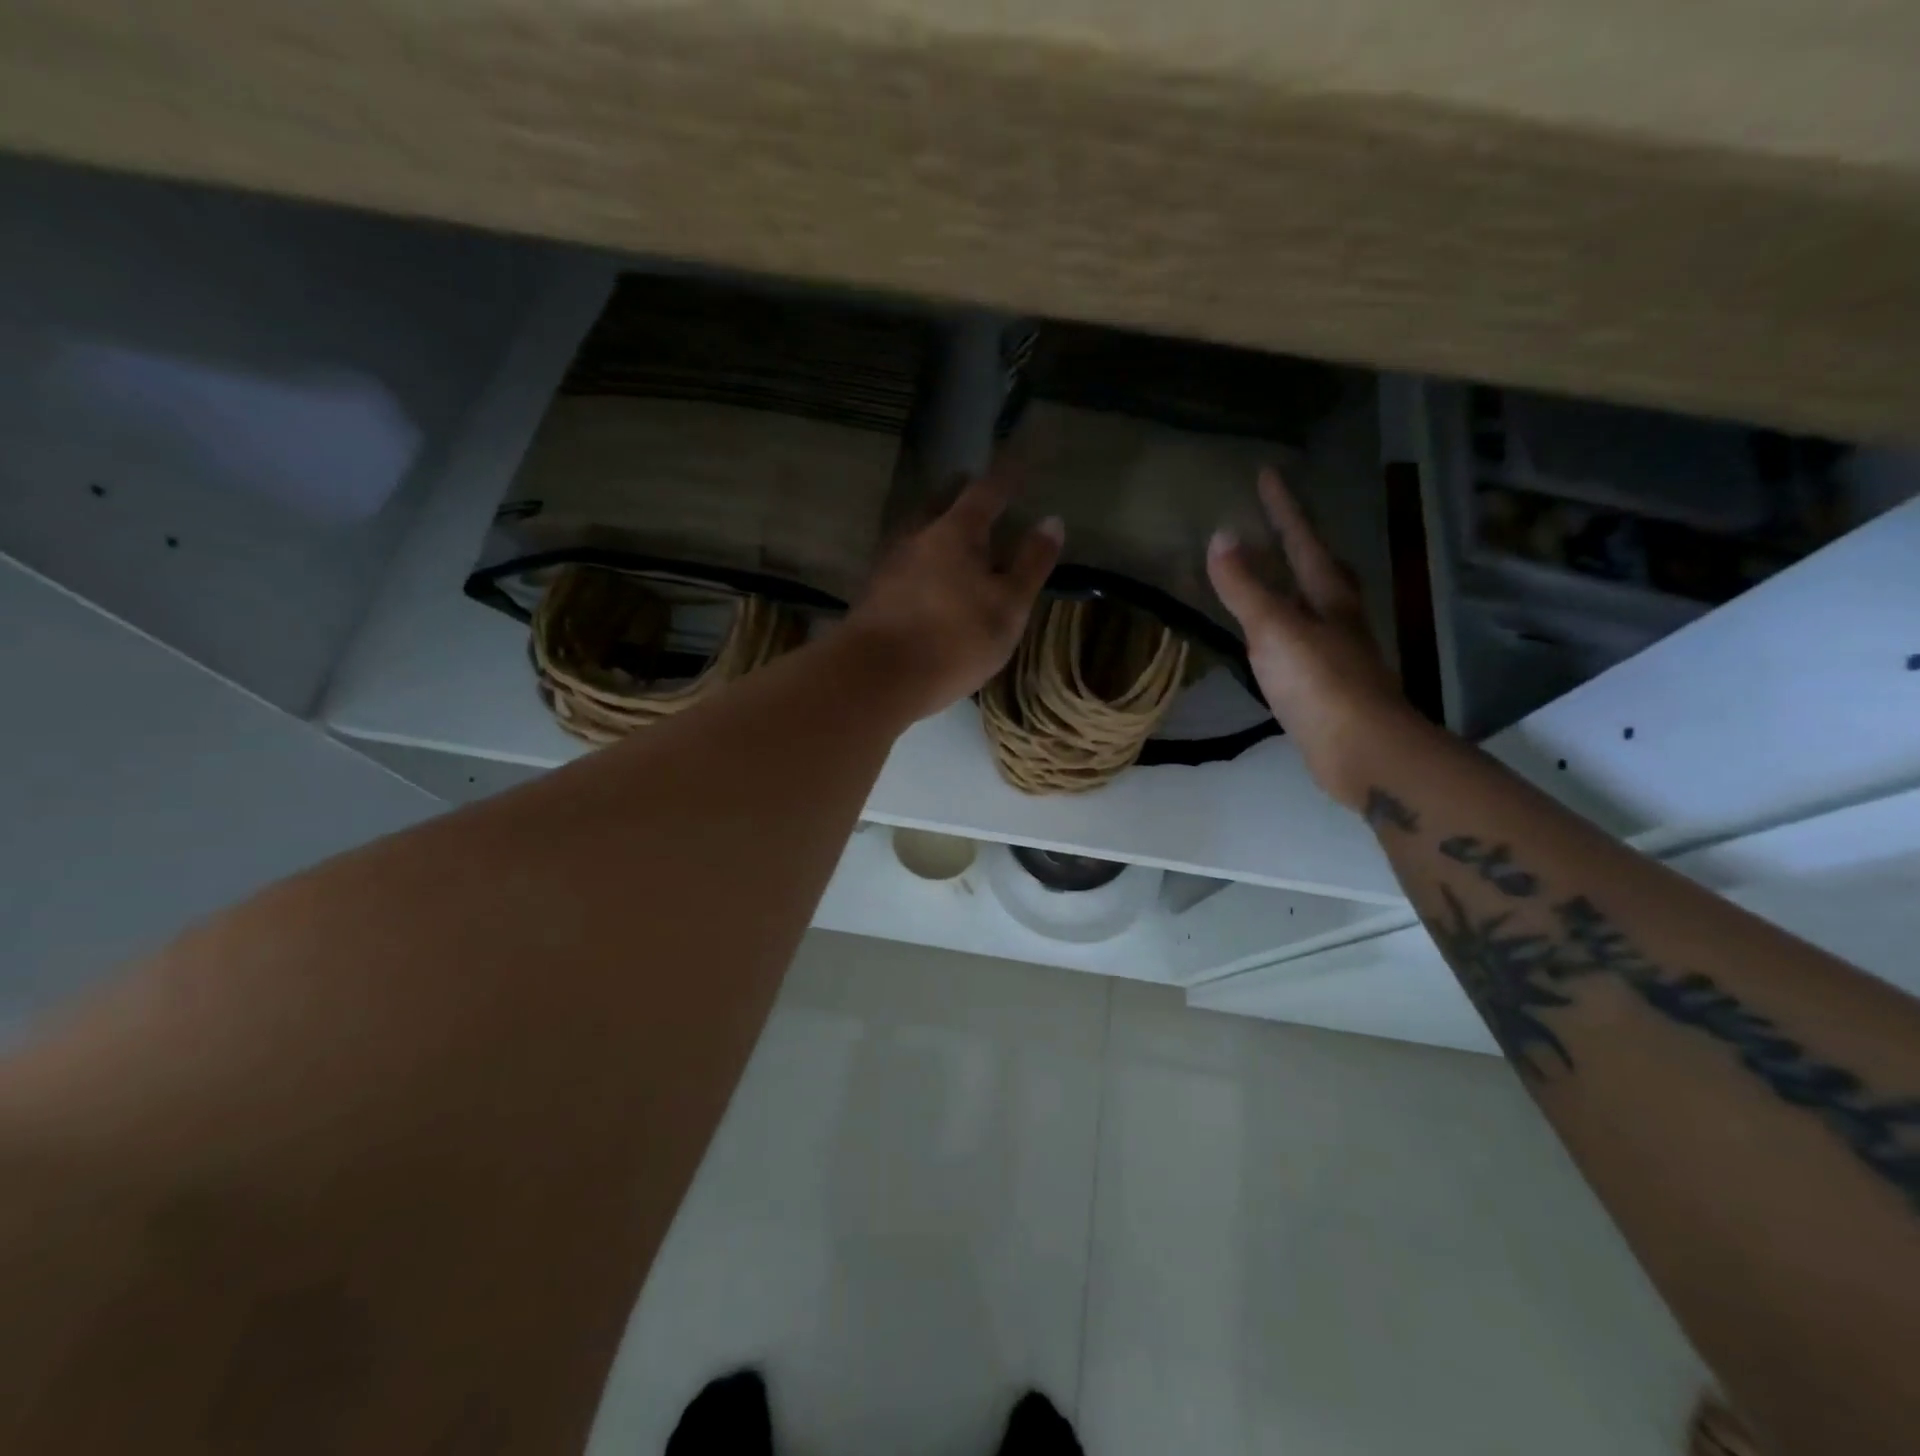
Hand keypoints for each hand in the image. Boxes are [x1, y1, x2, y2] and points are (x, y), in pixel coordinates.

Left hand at [842, 467, 1063, 722]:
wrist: (876, 678)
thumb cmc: (954, 639)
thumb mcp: (1008, 606)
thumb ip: (1030, 563)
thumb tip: (1052, 521)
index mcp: (956, 532)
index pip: (986, 492)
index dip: (1006, 477)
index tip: (1018, 461)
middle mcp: (917, 537)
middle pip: (940, 504)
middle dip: (959, 495)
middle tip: (974, 489)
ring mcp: (888, 565)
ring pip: (916, 532)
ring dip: (934, 526)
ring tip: (949, 531)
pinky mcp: (872, 595)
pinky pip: (902, 563)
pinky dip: (919, 560)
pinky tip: (923, 576)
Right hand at [1206, 468, 1418, 809]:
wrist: (1360, 750)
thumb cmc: (1319, 682)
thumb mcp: (1275, 629)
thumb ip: (1246, 587)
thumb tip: (1222, 536)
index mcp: (1328, 595)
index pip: (1303, 538)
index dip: (1284, 507)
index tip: (1268, 473)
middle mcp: (1337, 616)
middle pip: (1319, 566)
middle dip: (1298, 540)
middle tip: (1276, 520)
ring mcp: (1334, 650)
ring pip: (1311, 602)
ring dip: (1291, 582)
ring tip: (1269, 570)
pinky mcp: (1324, 682)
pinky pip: (1298, 637)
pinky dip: (1282, 623)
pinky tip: (1269, 635)